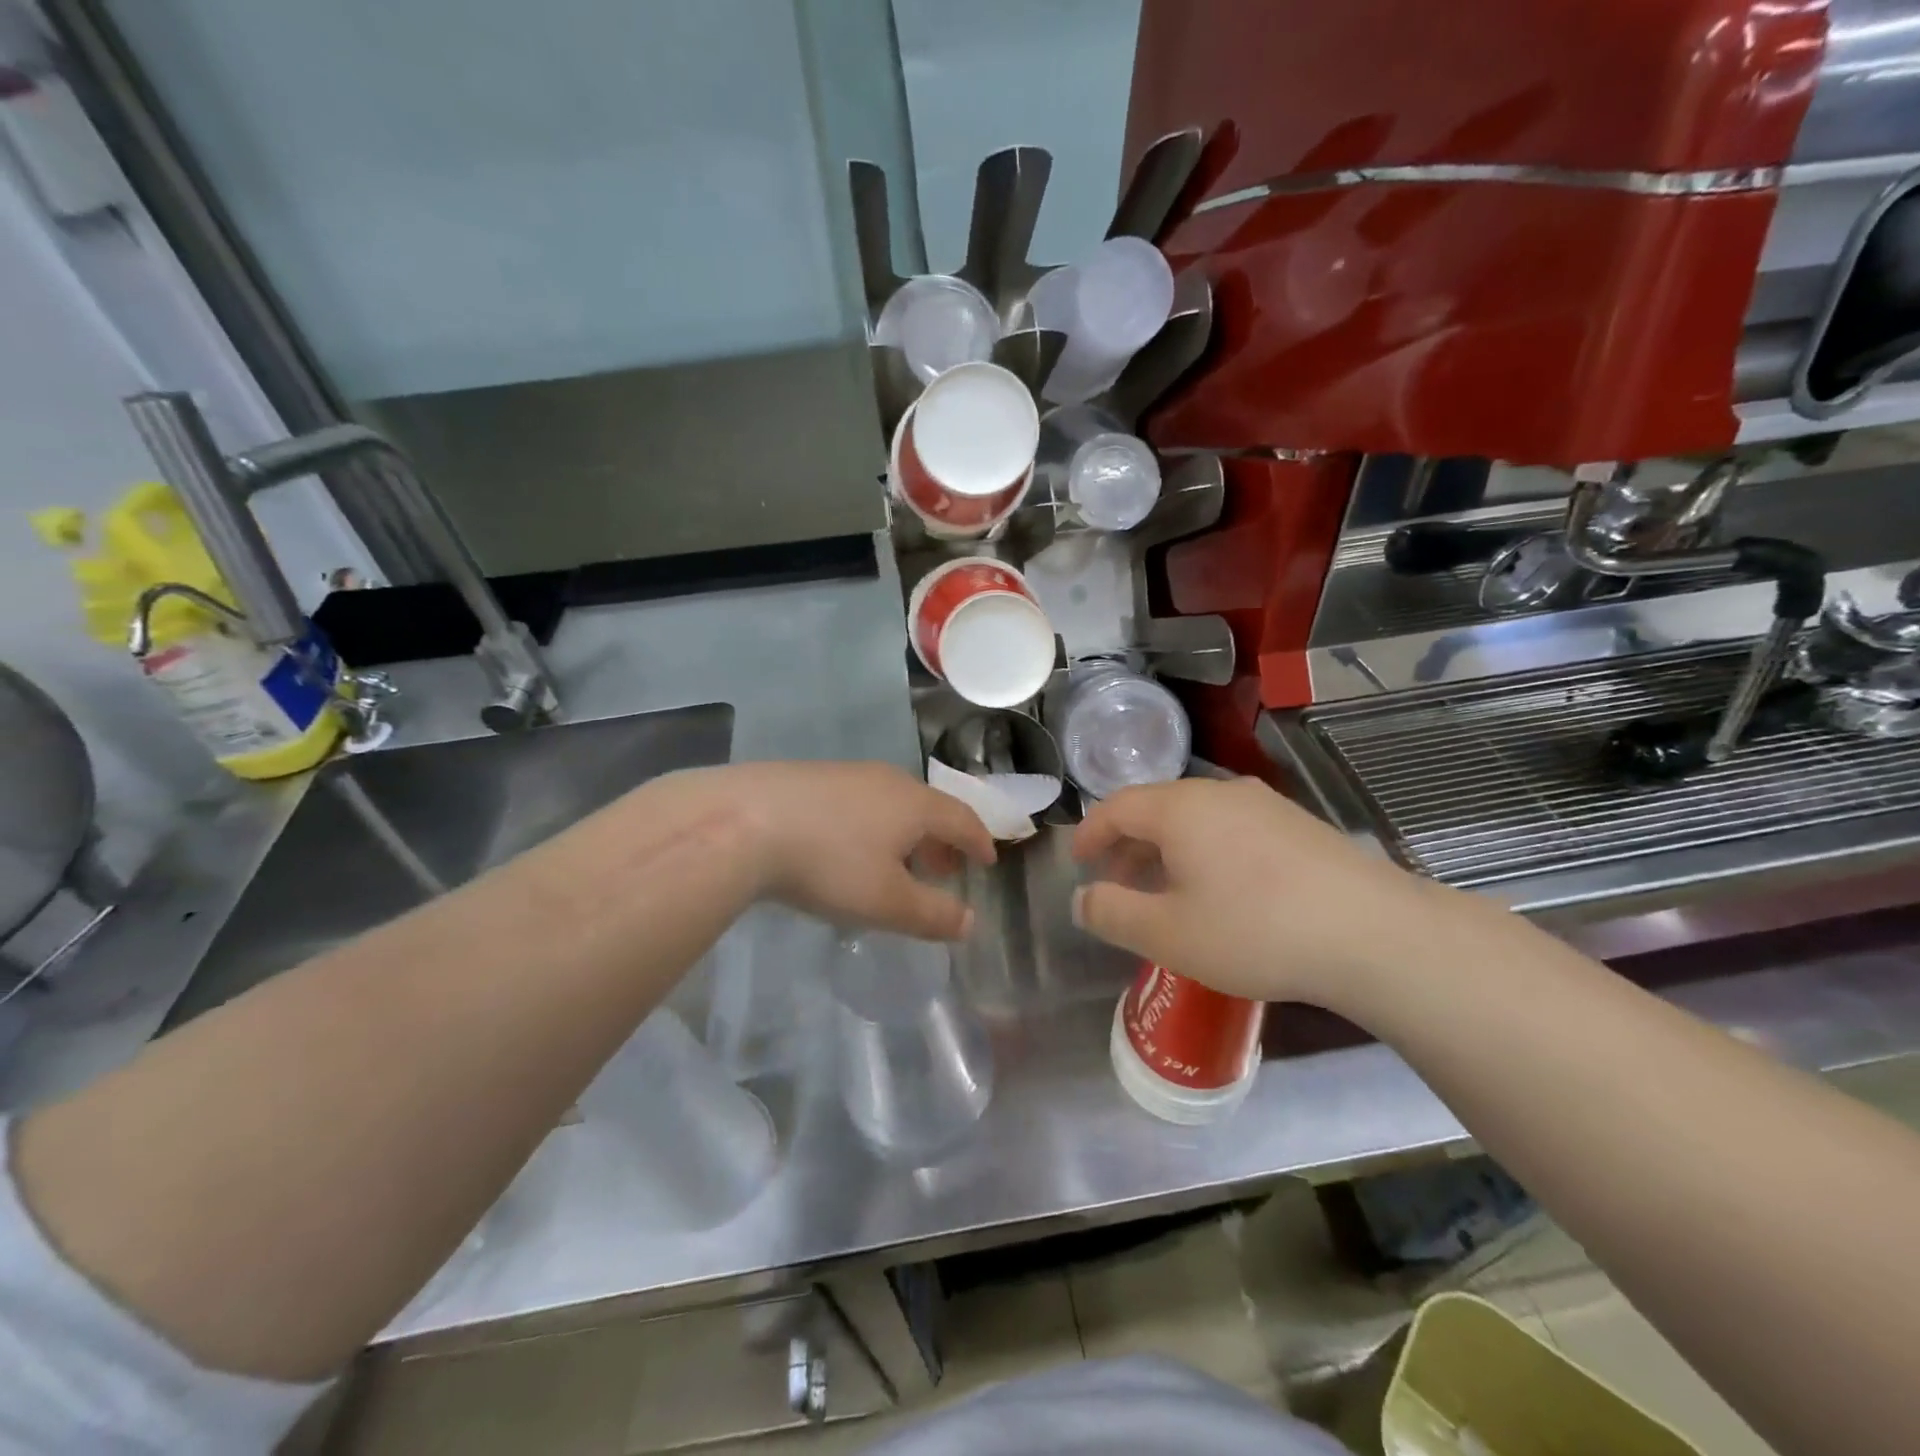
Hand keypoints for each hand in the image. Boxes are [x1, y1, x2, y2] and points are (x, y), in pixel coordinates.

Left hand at [714, 762, 994, 939]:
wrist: (743, 821)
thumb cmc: (829, 864)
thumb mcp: (887, 903)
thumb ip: (933, 915)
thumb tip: (969, 922)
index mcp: (915, 804)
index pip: (963, 819)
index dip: (979, 841)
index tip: (988, 860)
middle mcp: (887, 780)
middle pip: (929, 808)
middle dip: (942, 840)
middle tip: (944, 870)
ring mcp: (847, 775)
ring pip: (892, 803)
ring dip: (906, 834)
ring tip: (897, 864)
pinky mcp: (811, 778)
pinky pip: (860, 802)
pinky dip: (872, 825)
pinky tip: (848, 848)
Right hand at [1070, 777, 1458, 1005]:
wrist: (1373, 933)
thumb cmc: (1255, 930)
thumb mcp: (1168, 934)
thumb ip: (1112, 913)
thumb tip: (1082, 898)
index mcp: (1179, 809)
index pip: (1116, 807)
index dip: (1090, 833)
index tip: (1078, 861)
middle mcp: (1219, 793)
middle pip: (1156, 808)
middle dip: (1128, 845)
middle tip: (1119, 885)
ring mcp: (1264, 804)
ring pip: (1195, 818)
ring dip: (1167, 850)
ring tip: (1167, 892)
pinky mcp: (1298, 825)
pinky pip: (1231, 828)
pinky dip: (1205, 851)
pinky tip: (1221, 891)